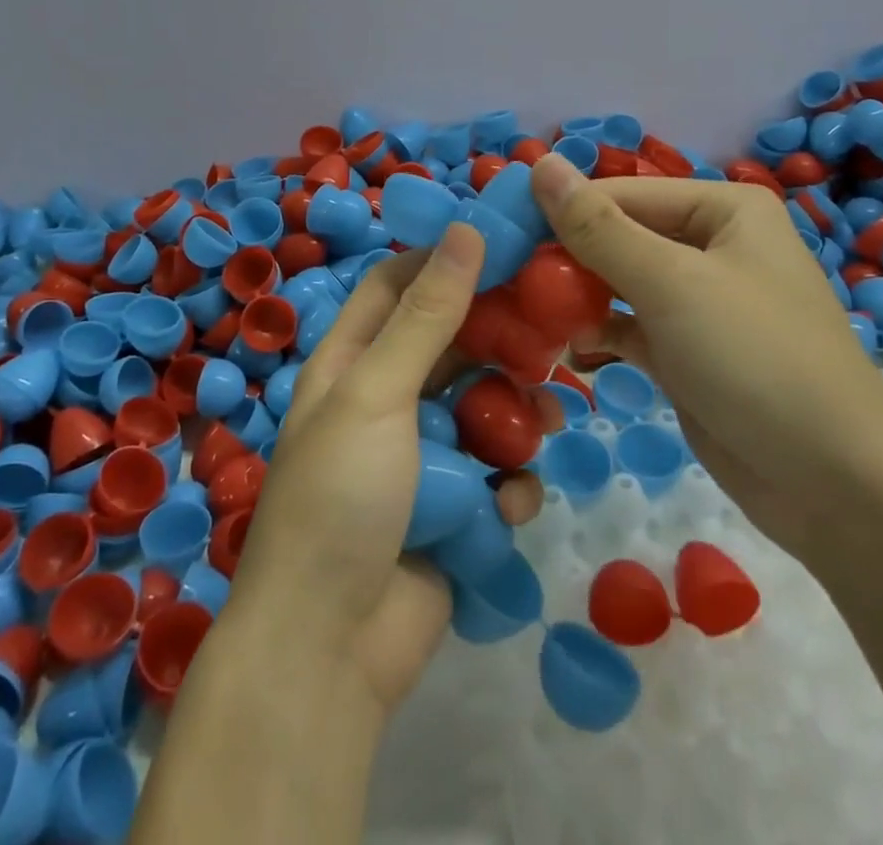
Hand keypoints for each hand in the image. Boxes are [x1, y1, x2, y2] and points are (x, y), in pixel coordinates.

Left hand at [224, 225, 544, 719]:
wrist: (330, 650)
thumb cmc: (342, 497)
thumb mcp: (377, 393)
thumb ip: (426, 316)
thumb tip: (465, 232)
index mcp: (351, 362)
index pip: (396, 285)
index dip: (443, 259)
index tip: (503, 245)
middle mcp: (385, 398)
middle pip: (450, 344)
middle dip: (497, 340)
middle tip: (552, 330)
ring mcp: (421, 456)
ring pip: (482, 408)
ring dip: (515, 414)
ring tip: (547, 418)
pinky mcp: (452, 507)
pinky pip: (493, 475)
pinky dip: (507, 483)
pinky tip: (509, 503)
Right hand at [530, 155, 882, 563]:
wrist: (837, 487)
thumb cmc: (756, 359)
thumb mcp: (670, 284)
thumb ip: (598, 227)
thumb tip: (539, 163)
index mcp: (722, 209)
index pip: (620, 195)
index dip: (558, 211)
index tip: (498, 236)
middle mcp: (711, 245)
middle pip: (618, 237)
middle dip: (563, 258)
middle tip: (501, 279)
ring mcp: (699, 302)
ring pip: (618, 283)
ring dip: (573, 296)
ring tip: (518, 312)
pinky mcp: (686, 351)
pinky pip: (628, 325)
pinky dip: (595, 331)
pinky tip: (559, 345)